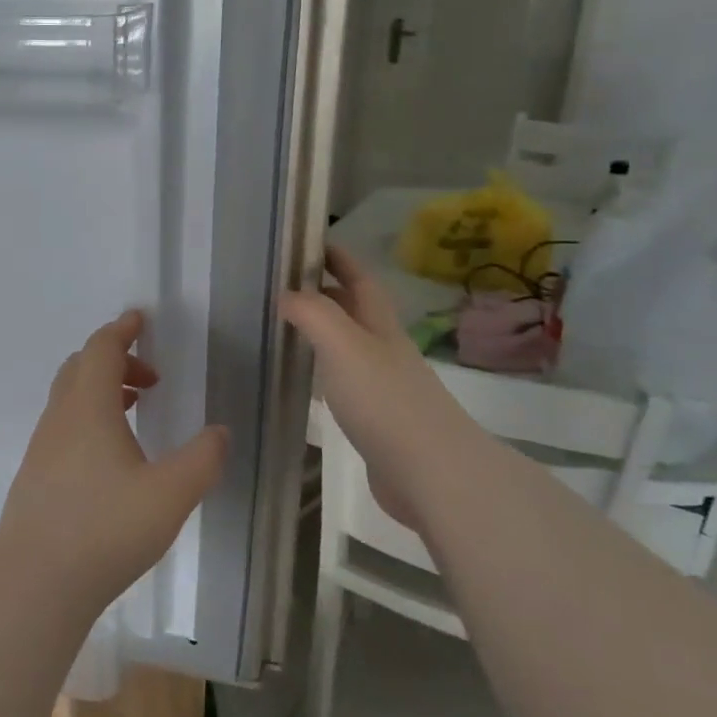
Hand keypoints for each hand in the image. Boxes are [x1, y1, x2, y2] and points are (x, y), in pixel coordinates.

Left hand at [0, 311, 228, 612]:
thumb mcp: (171, 494)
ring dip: (101, 390)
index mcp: (89, 407)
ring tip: (136, 410)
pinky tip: (109, 455)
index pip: (101, 349)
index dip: (122, 330)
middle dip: (115, 360)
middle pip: (80, 367)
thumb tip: (218, 432)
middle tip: (150, 378)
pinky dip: (88, 417)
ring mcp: (42, 447)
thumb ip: (202, 459)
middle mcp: (60, 418)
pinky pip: (63, 425)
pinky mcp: (35, 475)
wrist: (34, 581)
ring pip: (69, 398)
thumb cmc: (105, 529)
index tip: (141, 320)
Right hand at [280, 246, 454, 530]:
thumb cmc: (386, 401)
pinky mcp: (377, 421)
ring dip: (323, 333)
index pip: (360, 280)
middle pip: (356, 312)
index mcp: (380, 327)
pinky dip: (324, 373)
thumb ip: (313, 314)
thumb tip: (286, 294)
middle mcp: (384, 351)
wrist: (431, 474)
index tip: (310, 243)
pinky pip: (345, 384)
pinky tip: (306, 383)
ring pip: (349, 347)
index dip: (339, 258)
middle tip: (285, 286)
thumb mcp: (344, 345)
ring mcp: (383, 387)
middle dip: (327, 293)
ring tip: (286, 328)